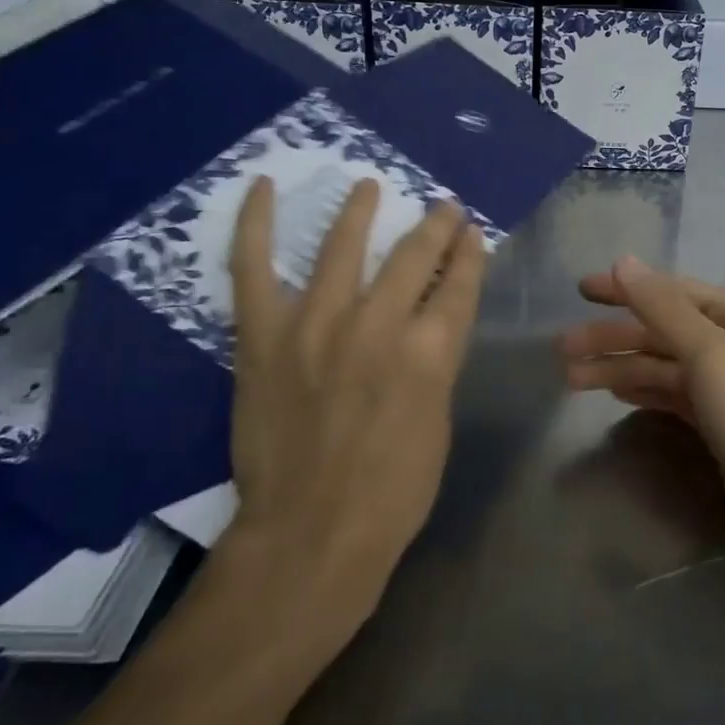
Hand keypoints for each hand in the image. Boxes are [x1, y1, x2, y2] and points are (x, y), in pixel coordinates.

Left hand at [221, 176, 485, 633]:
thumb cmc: (392, 493)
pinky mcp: (264, 337)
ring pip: (343, 246)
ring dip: (361, 210)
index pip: (459, 284)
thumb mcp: (438, 422)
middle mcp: (378, 326)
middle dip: (435, 226)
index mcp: (429, 353)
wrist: (308, 538)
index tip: (471, 233)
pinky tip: (261, 187)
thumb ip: (435, 362)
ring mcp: (315, 325)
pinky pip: (253, 268)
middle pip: (413, 256)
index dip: (470, 253)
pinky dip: (254, 224)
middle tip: (442, 208)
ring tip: (369, 186)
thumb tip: (432, 321)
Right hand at [555, 257, 724, 565]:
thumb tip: (623, 260)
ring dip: (617, 367)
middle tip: (562, 349)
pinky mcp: (715, 423)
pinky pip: (669, 395)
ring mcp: (722, 386)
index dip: (625, 289)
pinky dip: (641, 390)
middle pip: (659, 331)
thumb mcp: (710, 354)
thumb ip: (664, 308)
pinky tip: (613, 392)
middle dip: (612, 337)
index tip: (580, 290)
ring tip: (571, 378)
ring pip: (660, 366)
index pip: (669, 291)